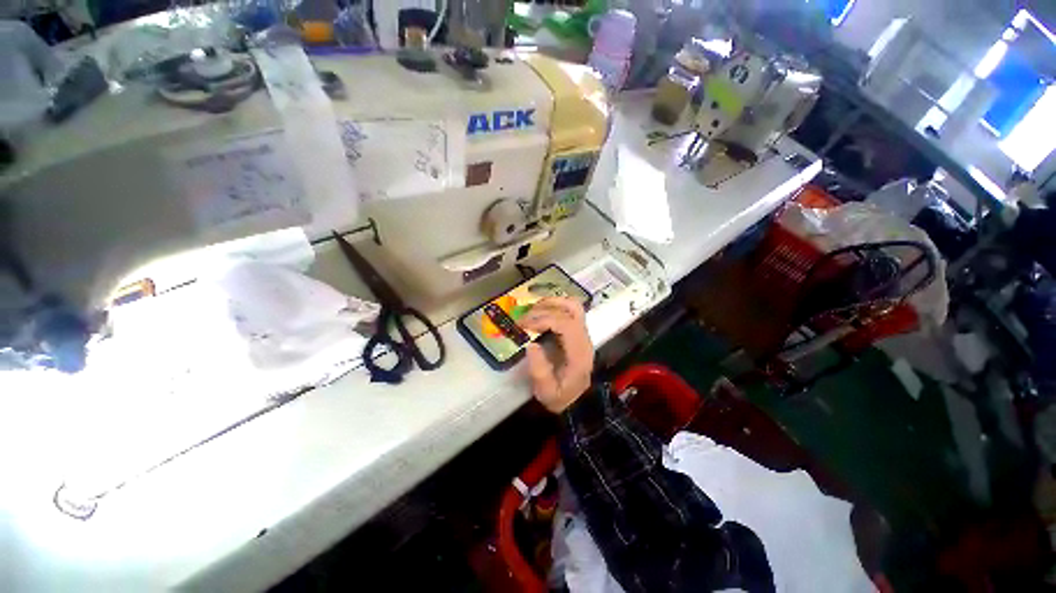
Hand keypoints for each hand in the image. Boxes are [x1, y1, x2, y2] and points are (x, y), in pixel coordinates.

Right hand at [520, 298, 593, 413]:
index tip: (524, 325)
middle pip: (571, 309)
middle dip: (545, 308)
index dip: (544, 319)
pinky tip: (540, 311)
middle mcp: (584, 339)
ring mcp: (583, 333)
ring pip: (573, 305)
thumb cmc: (561, 398)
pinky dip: (554, 305)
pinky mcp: (578, 332)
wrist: (577, 403)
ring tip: (531, 310)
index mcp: (579, 353)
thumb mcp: (546, 392)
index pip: (566, 324)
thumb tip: (530, 344)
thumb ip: (539, 371)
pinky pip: (570, 310)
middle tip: (524, 317)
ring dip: (551, 302)